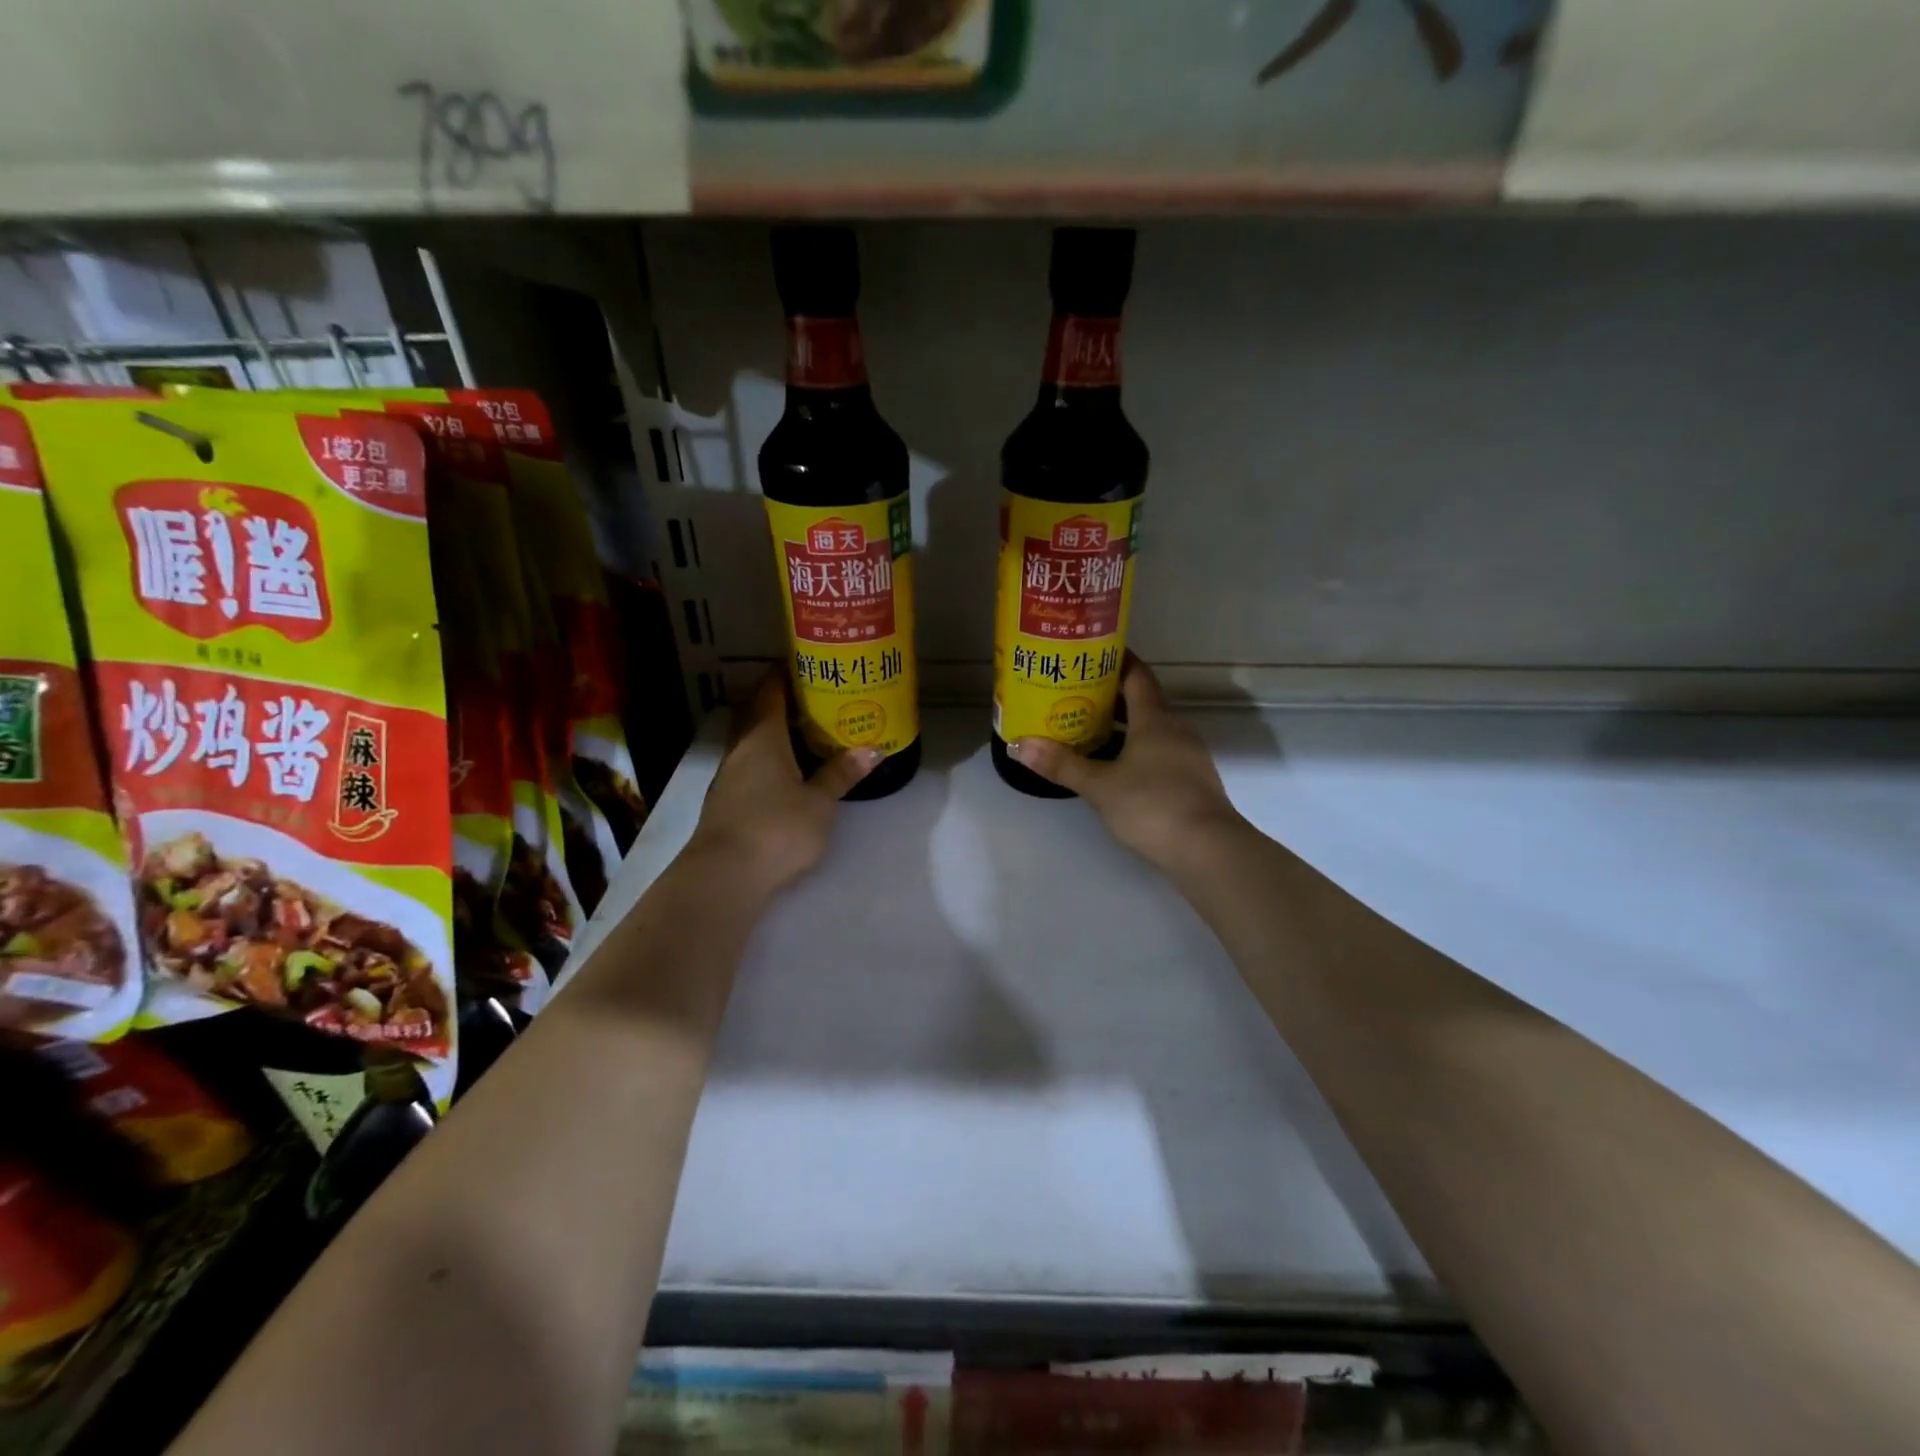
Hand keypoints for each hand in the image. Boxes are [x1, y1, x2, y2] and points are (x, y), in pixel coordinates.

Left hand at [684, 668, 880, 896]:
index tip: (805, 662)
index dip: (784, 673)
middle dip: (779, 699)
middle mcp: (740, 749)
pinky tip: (786, 769)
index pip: (770, 691)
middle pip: (756, 712)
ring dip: (772, 730)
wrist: (725, 876)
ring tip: (804, 729)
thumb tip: (873, 748)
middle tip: (811, 694)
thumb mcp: (820, 802)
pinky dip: (766, 756)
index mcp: (762, 737)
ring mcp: (729, 776)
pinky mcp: (726, 801)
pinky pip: (749, 764)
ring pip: (750, 740)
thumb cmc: (777, 828)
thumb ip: (842, 773)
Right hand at [1010, 658, 1242, 869]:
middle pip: (1142, 700)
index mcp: (1155, 718)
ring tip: (1086, 727)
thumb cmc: (1152, 806)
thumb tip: (1019, 745)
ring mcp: (1187, 755)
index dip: (1114, 660)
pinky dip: (1135, 749)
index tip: (1087, 654)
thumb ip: (1061, 764)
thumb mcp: (1099, 786)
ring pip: (1150, 728)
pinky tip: (1114, 765)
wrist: (1208, 850)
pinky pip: (1158, 751)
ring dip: (1122, 725)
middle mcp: (1175, 728)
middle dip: (1109, 694)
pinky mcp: (1191, 781)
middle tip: (1073, 692)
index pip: (1136, 674)